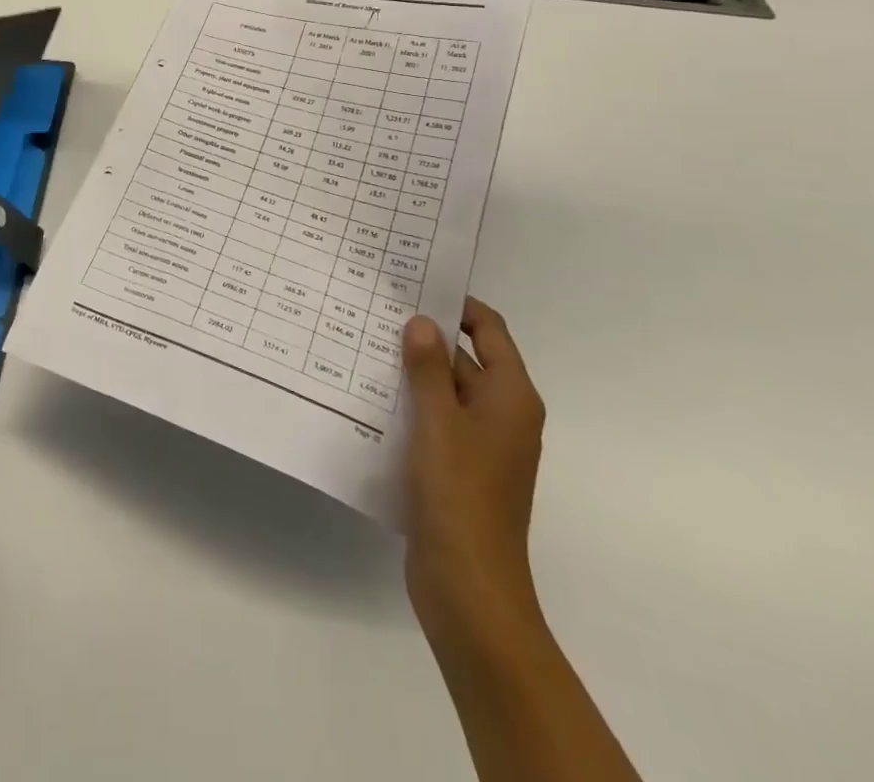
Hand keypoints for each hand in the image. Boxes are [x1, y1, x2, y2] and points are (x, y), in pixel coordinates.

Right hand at [402, 297, 546, 664]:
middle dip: (425, 338)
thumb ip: (429, 367)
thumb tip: (423, 322)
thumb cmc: (460, 494)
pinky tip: (368, 397)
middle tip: (374, 312)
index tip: (415, 285)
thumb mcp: (439, 421)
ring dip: (411, 372)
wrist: (468, 587)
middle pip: (465, 359)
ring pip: (444, 392)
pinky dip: (409, 406)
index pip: (490, 331)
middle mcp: (501, 415)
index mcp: (510, 397)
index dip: (458, 306)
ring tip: (362, 346)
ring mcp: (479, 445)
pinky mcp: (457, 469)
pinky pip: (434, 422)